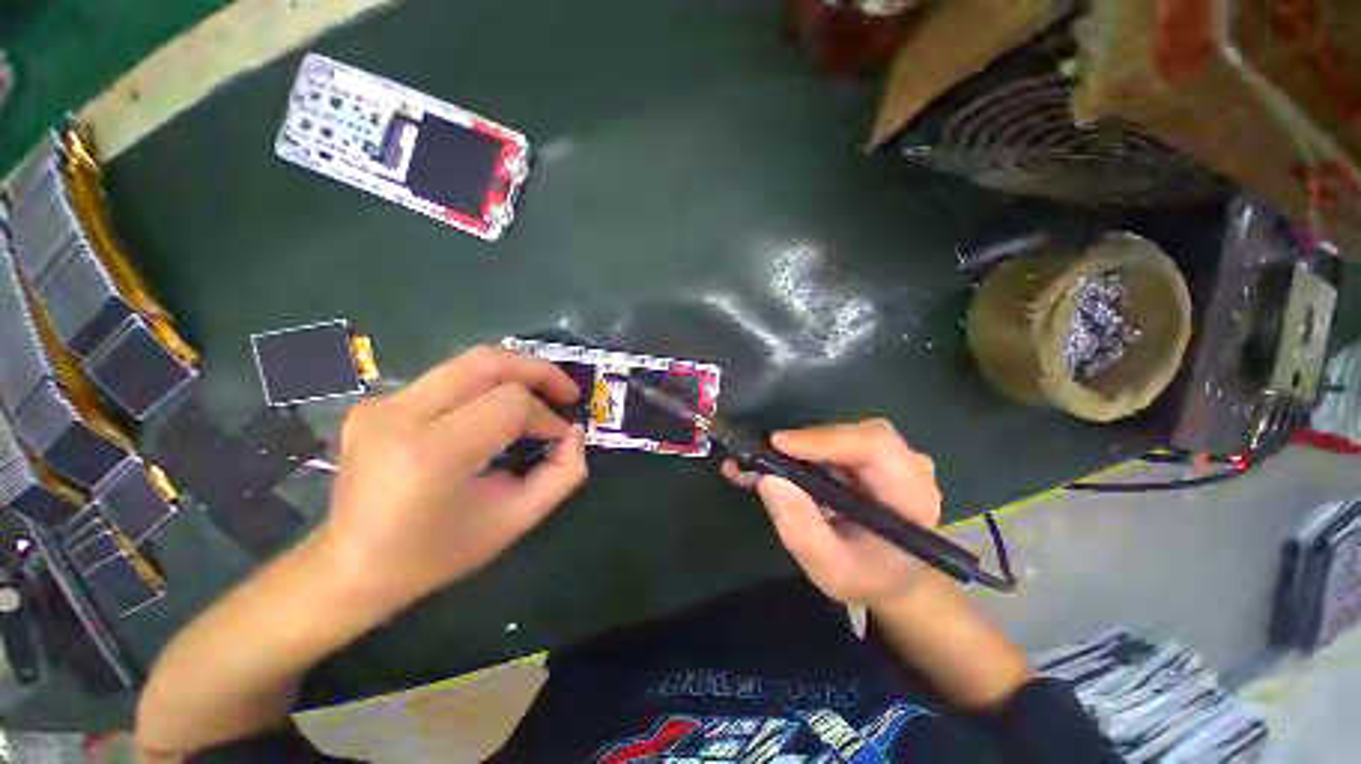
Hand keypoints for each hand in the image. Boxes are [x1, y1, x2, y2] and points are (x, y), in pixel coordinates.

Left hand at [319, 347, 587, 606]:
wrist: (355, 564)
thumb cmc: (432, 557)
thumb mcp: (504, 527)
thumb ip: (554, 480)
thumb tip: (573, 436)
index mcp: (431, 453)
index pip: (506, 403)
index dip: (544, 413)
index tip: (562, 435)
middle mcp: (400, 413)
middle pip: (480, 361)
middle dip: (531, 368)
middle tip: (562, 388)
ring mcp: (379, 404)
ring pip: (455, 369)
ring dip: (498, 380)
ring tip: (524, 404)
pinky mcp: (368, 403)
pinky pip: (429, 386)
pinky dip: (463, 397)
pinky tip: (471, 425)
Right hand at [723, 419, 941, 607]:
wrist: (899, 581)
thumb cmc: (869, 579)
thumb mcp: (832, 570)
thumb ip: (803, 531)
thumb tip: (769, 481)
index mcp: (913, 497)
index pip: (876, 448)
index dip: (827, 441)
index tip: (778, 446)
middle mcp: (915, 468)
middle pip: (864, 436)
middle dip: (812, 443)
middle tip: (764, 459)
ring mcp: (904, 459)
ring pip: (854, 435)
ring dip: (811, 447)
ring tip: (768, 463)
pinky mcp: (889, 458)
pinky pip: (852, 443)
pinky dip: (818, 451)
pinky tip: (786, 463)